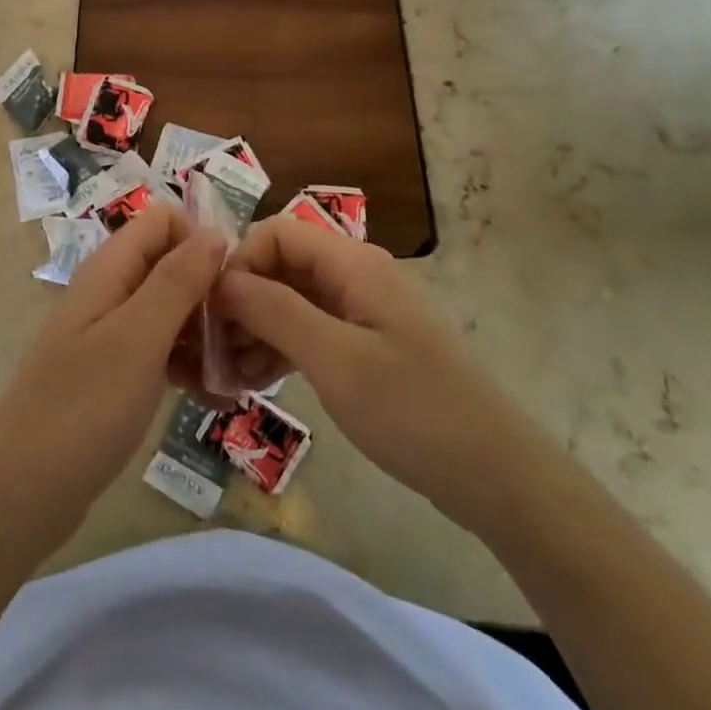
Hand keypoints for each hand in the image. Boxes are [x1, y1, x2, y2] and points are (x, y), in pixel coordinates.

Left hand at [0, 205, 225, 552]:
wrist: (19, 495)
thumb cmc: (81, 409)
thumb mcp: (137, 338)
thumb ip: (176, 281)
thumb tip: (216, 232)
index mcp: (110, 269)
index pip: (165, 221)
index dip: (202, 241)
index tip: (231, 287)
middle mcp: (111, 291)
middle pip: (172, 264)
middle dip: (212, 292)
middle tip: (243, 339)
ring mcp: (111, 334)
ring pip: (172, 310)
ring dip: (206, 333)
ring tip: (238, 374)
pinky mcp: (116, 374)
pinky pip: (162, 351)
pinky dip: (189, 365)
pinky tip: (216, 398)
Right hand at [216, 217, 537, 528]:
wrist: (499, 477)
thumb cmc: (414, 411)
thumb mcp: (335, 360)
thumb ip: (274, 310)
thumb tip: (221, 277)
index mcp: (353, 264)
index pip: (277, 233)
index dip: (239, 262)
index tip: (211, 311)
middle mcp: (356, 276)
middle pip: (281, 267)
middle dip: (242, 302)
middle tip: (212, 353)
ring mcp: (363, 311)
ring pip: (292, 301)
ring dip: (257, 330)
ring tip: (229, 377)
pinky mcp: (367, 344)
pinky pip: (311, 330)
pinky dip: (281, 349)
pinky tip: (257, 383)